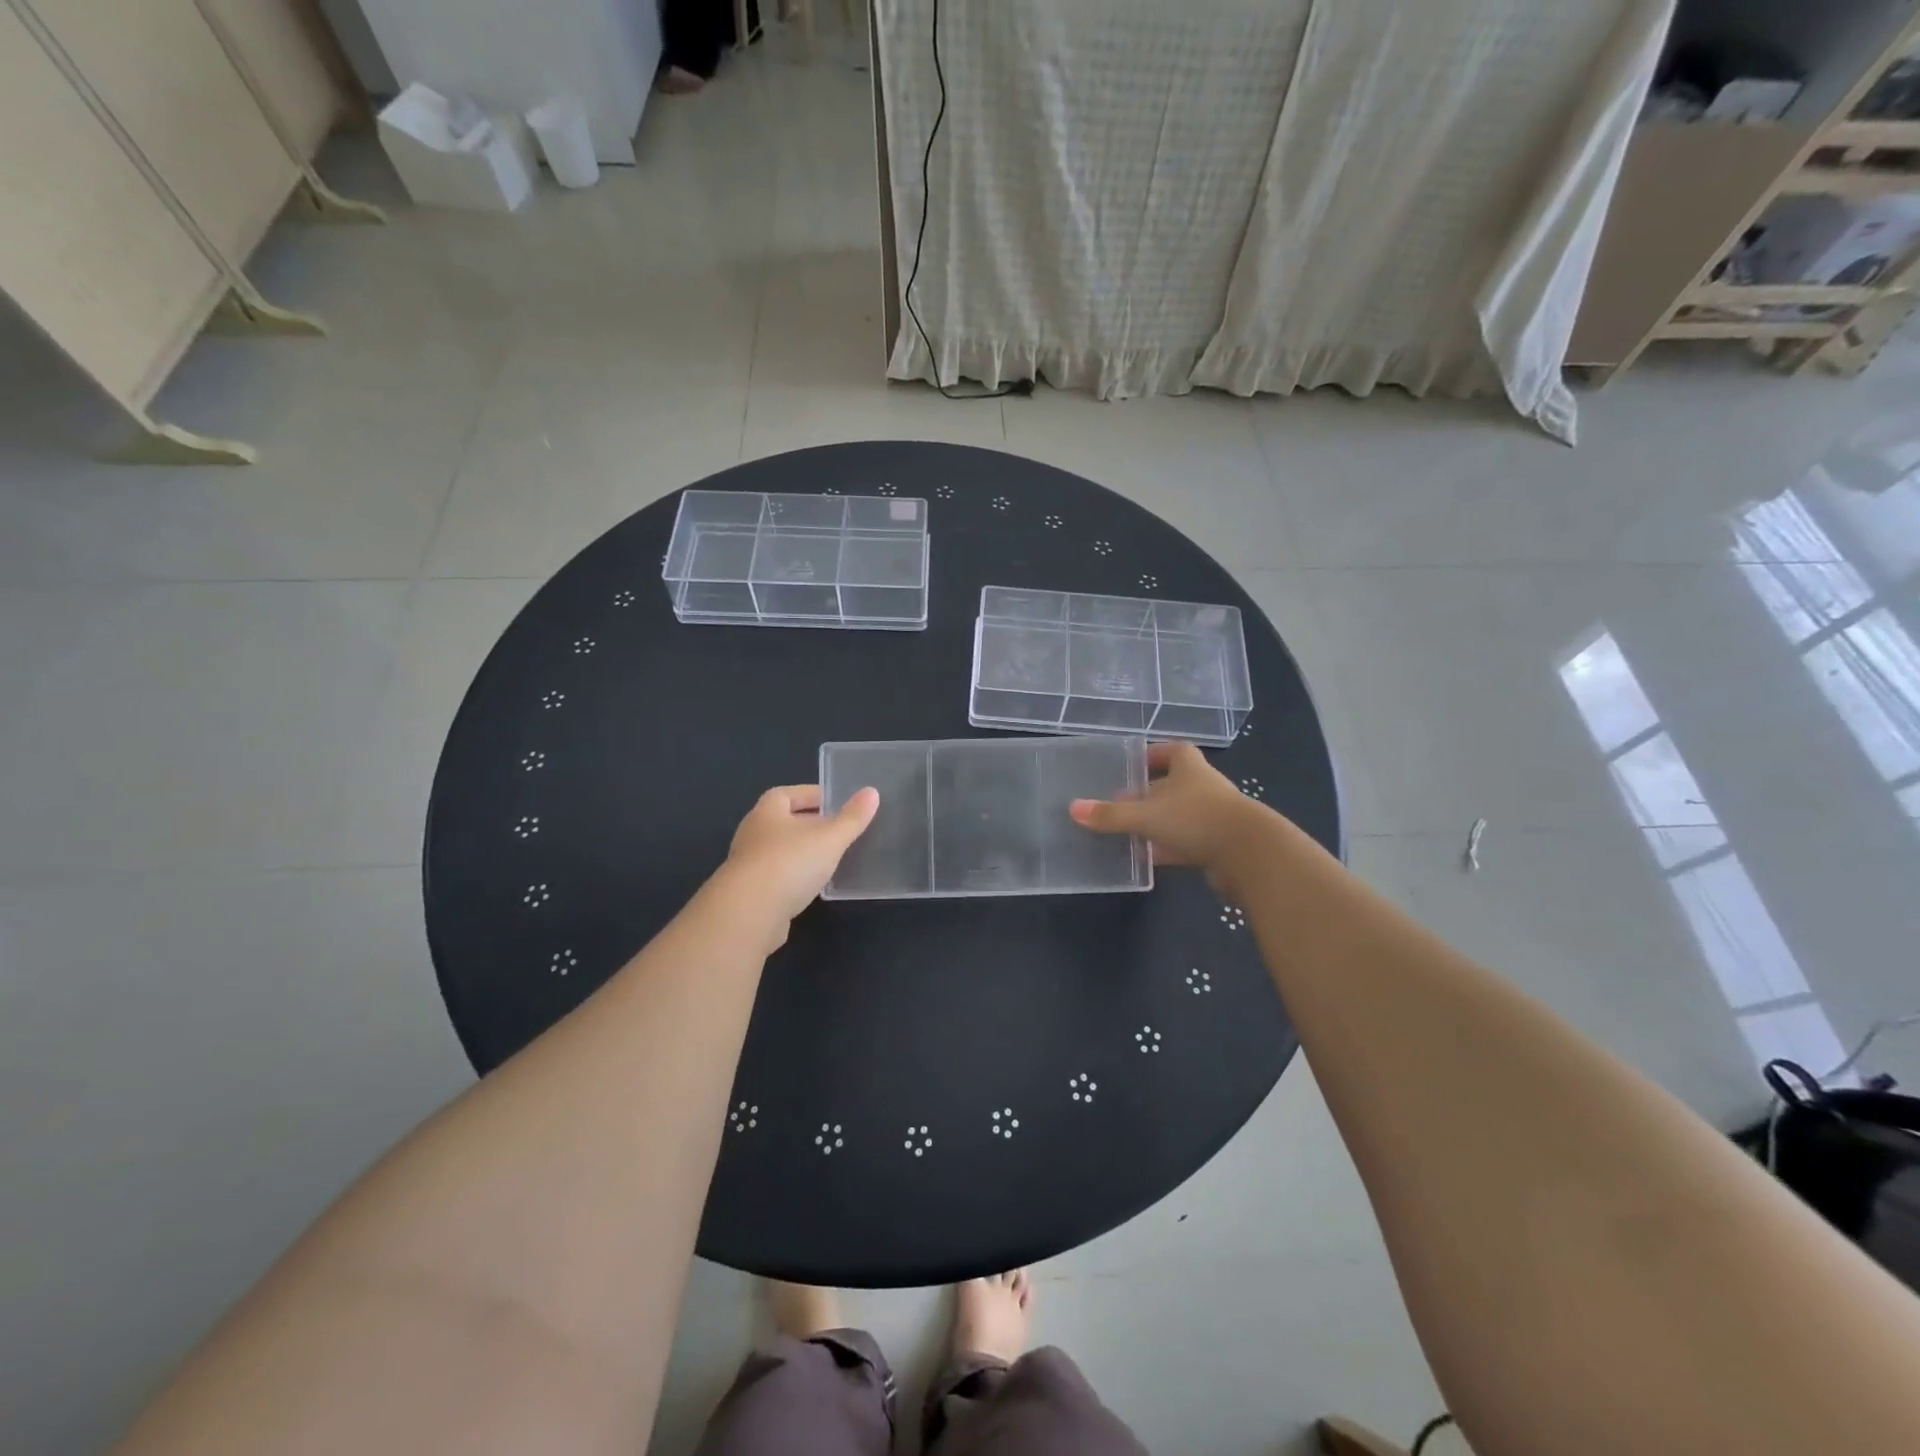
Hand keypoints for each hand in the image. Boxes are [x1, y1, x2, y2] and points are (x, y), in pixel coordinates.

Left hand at [721, 783, 879, 928]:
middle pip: (783, 822)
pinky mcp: (750, 894)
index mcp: (767, 812)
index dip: (811, 794)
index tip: (836, 802)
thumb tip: (872, 792)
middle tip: (838, 830)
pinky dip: (795, 877)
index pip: (787, 793)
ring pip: (780, 851)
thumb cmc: (789, 864)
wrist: (748, 914)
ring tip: (830, 858)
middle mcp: (753, 833)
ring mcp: (748, 865)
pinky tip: (813, 886)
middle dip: (809, 824)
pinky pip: (777, 877)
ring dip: (802, 852)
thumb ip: (852, 818)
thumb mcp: (830, 838)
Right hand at [1070, 743, 1266, 893]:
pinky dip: (1167, 847)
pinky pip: (1186, 841)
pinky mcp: (1218, 844)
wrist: (1250, 855)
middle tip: (1117, 803)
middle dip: (1146, 794)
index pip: (1170, 751)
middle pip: (1171, 784)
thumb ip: (1110, 815)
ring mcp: (1212, 816)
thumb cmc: (1196, 819)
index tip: (1131, 764)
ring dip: (1156, 823)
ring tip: (1126, 832)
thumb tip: (1073, 808)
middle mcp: (1202, 786)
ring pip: (1177, 815)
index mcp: (1188, 767)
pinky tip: (1147, 857)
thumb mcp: (1146, 815)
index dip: (1152, 754)